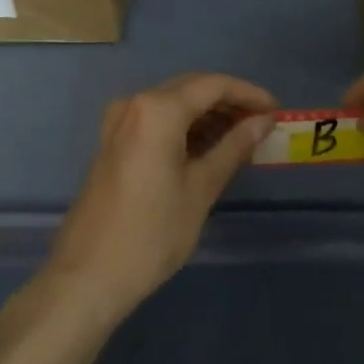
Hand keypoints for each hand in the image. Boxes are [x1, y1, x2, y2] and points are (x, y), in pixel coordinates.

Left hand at [41, 73, 276, 324]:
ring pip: (174, 104)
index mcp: (158, 109)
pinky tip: (208, 148)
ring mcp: (119, 123)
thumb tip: (264, 121)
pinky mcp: (113, 143)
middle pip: (192, 88)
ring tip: (242, 138)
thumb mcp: (201, 189)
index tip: (276, 111)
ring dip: (208, 115)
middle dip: (229, 102)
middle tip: (262, 124)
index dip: (249, 94)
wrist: (87, 277)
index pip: (214, 85)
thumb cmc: (151, 234)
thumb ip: (234, 147)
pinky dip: (185, 128)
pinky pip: (157, 121)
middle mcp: (136, 104)